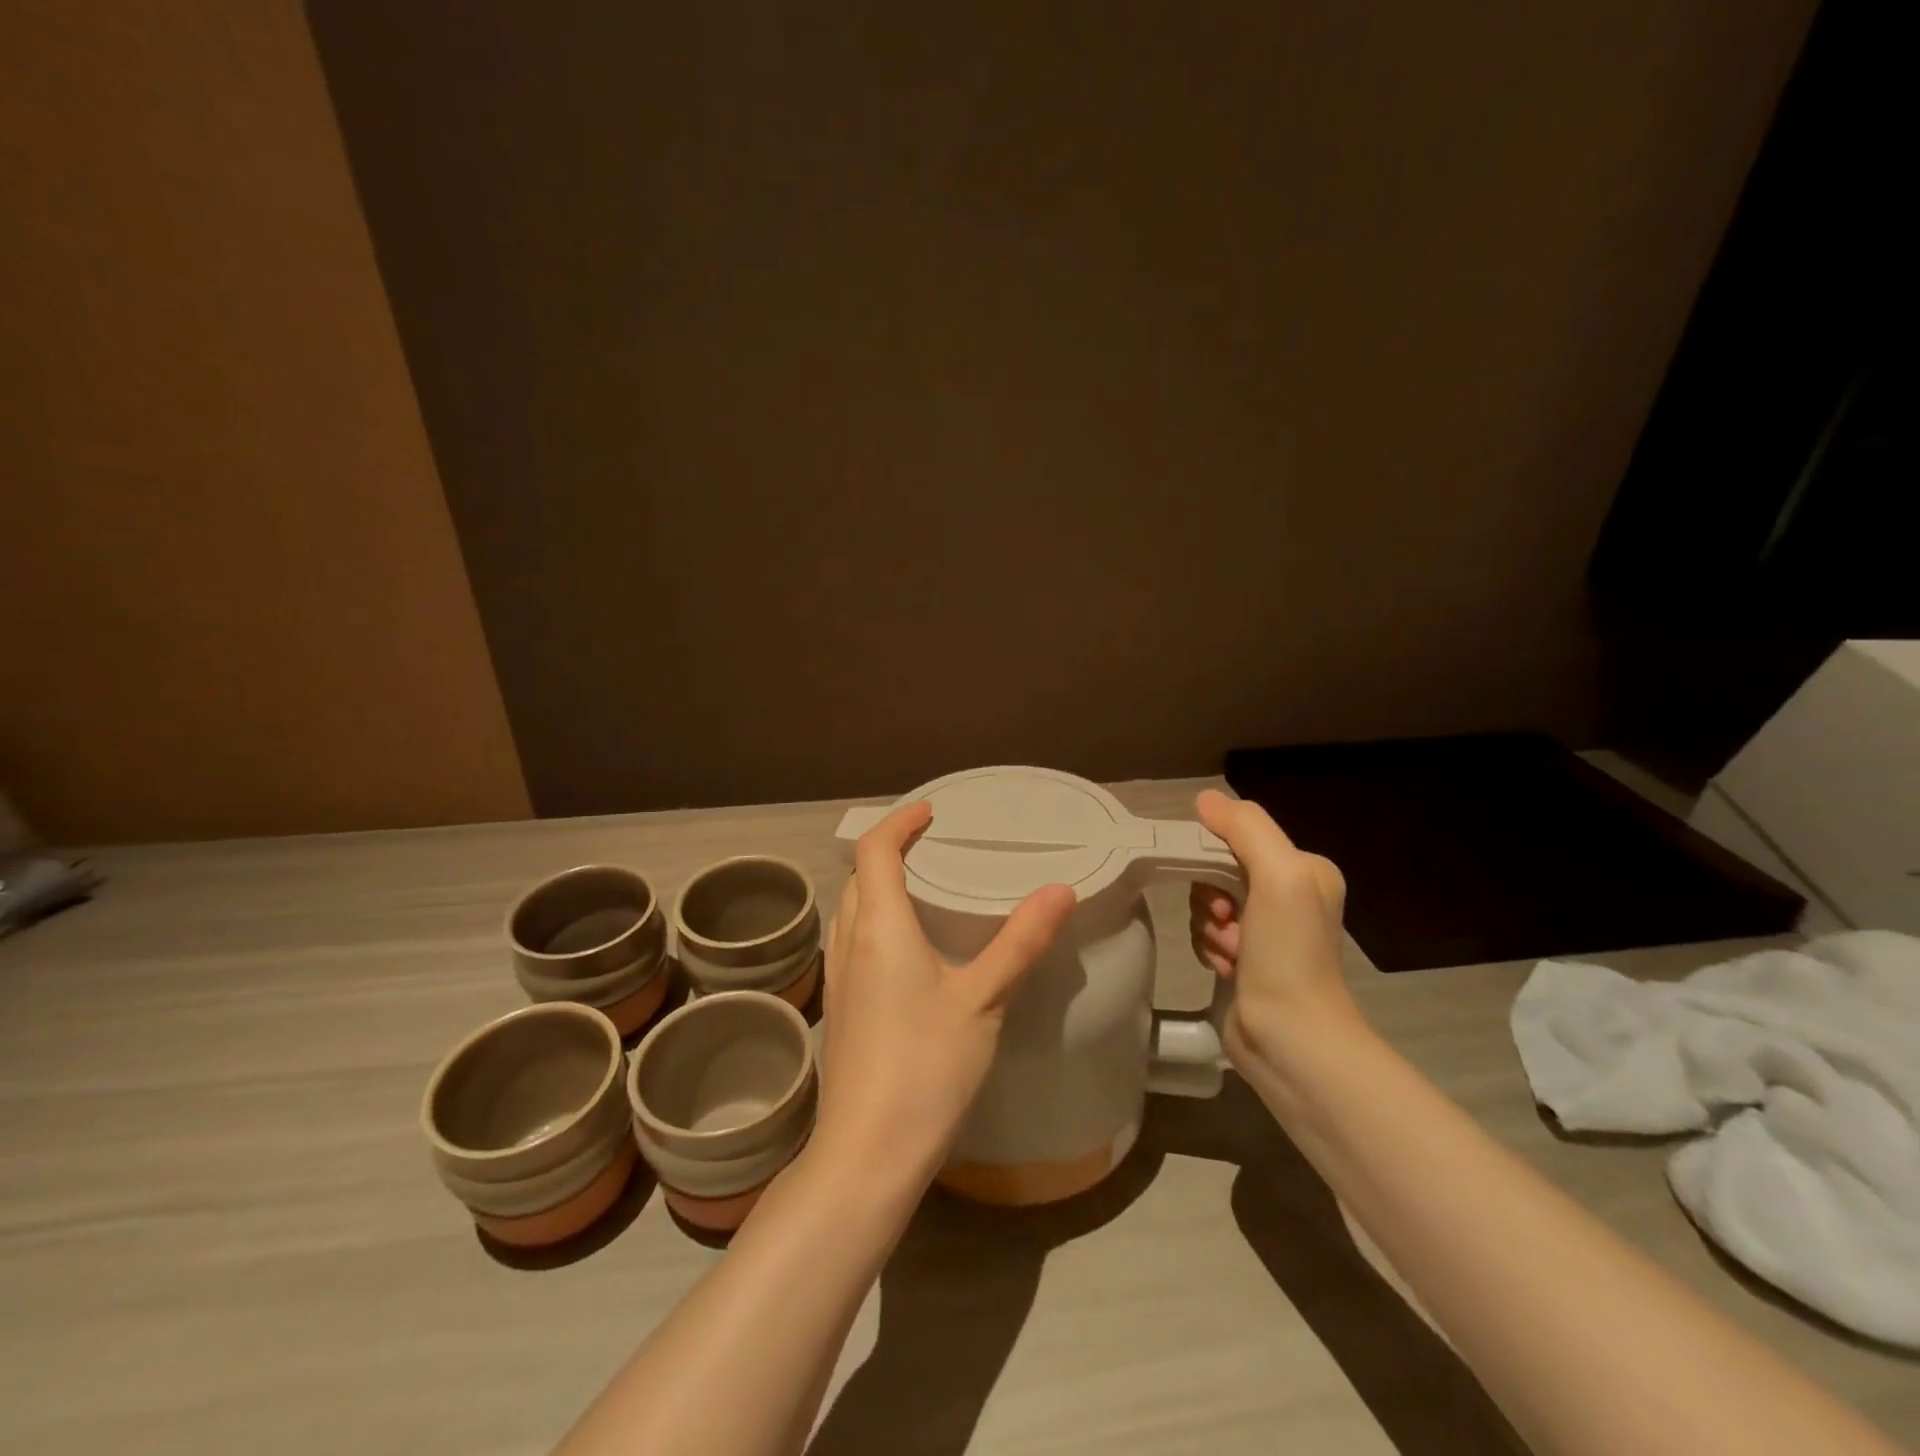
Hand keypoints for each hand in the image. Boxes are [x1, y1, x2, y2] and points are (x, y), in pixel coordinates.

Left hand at [814, 801, 1076, 1183]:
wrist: (867, 1153)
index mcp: (879, 927)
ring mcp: (839, 977)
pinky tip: (909, 949)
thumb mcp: (983, 999)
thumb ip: (1020, 941)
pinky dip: (876, 920)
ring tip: (923, 887)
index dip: (899, 822)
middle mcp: (849, 942)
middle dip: (890, 850)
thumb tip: (1059, 890)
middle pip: (859, 876)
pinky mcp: (841, 1007)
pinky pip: (853, 940)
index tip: (930, 812)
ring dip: (879, 886)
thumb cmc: (926, 1066)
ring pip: (852, 909)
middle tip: (933, 845)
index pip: (875, 850)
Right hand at [1188, 788, 1359, 1067]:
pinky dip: (1209, 949)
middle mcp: (1288, 896)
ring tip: (1230, 954)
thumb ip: (1245, 829)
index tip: (1221, 891)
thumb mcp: (1278, 876)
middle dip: (1211, 898)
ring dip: (1209, 928)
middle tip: (1227, 923)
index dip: (1216, 858)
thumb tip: (1205, 798)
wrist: (1290, 1038)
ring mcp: (1266, 931)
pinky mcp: (1245, 961)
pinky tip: (1226, 969)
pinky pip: (1207, 934)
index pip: (1240, 839)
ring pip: (1207, 904)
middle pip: (1219, 871)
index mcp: (1304, 870)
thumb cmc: (1288, 953)